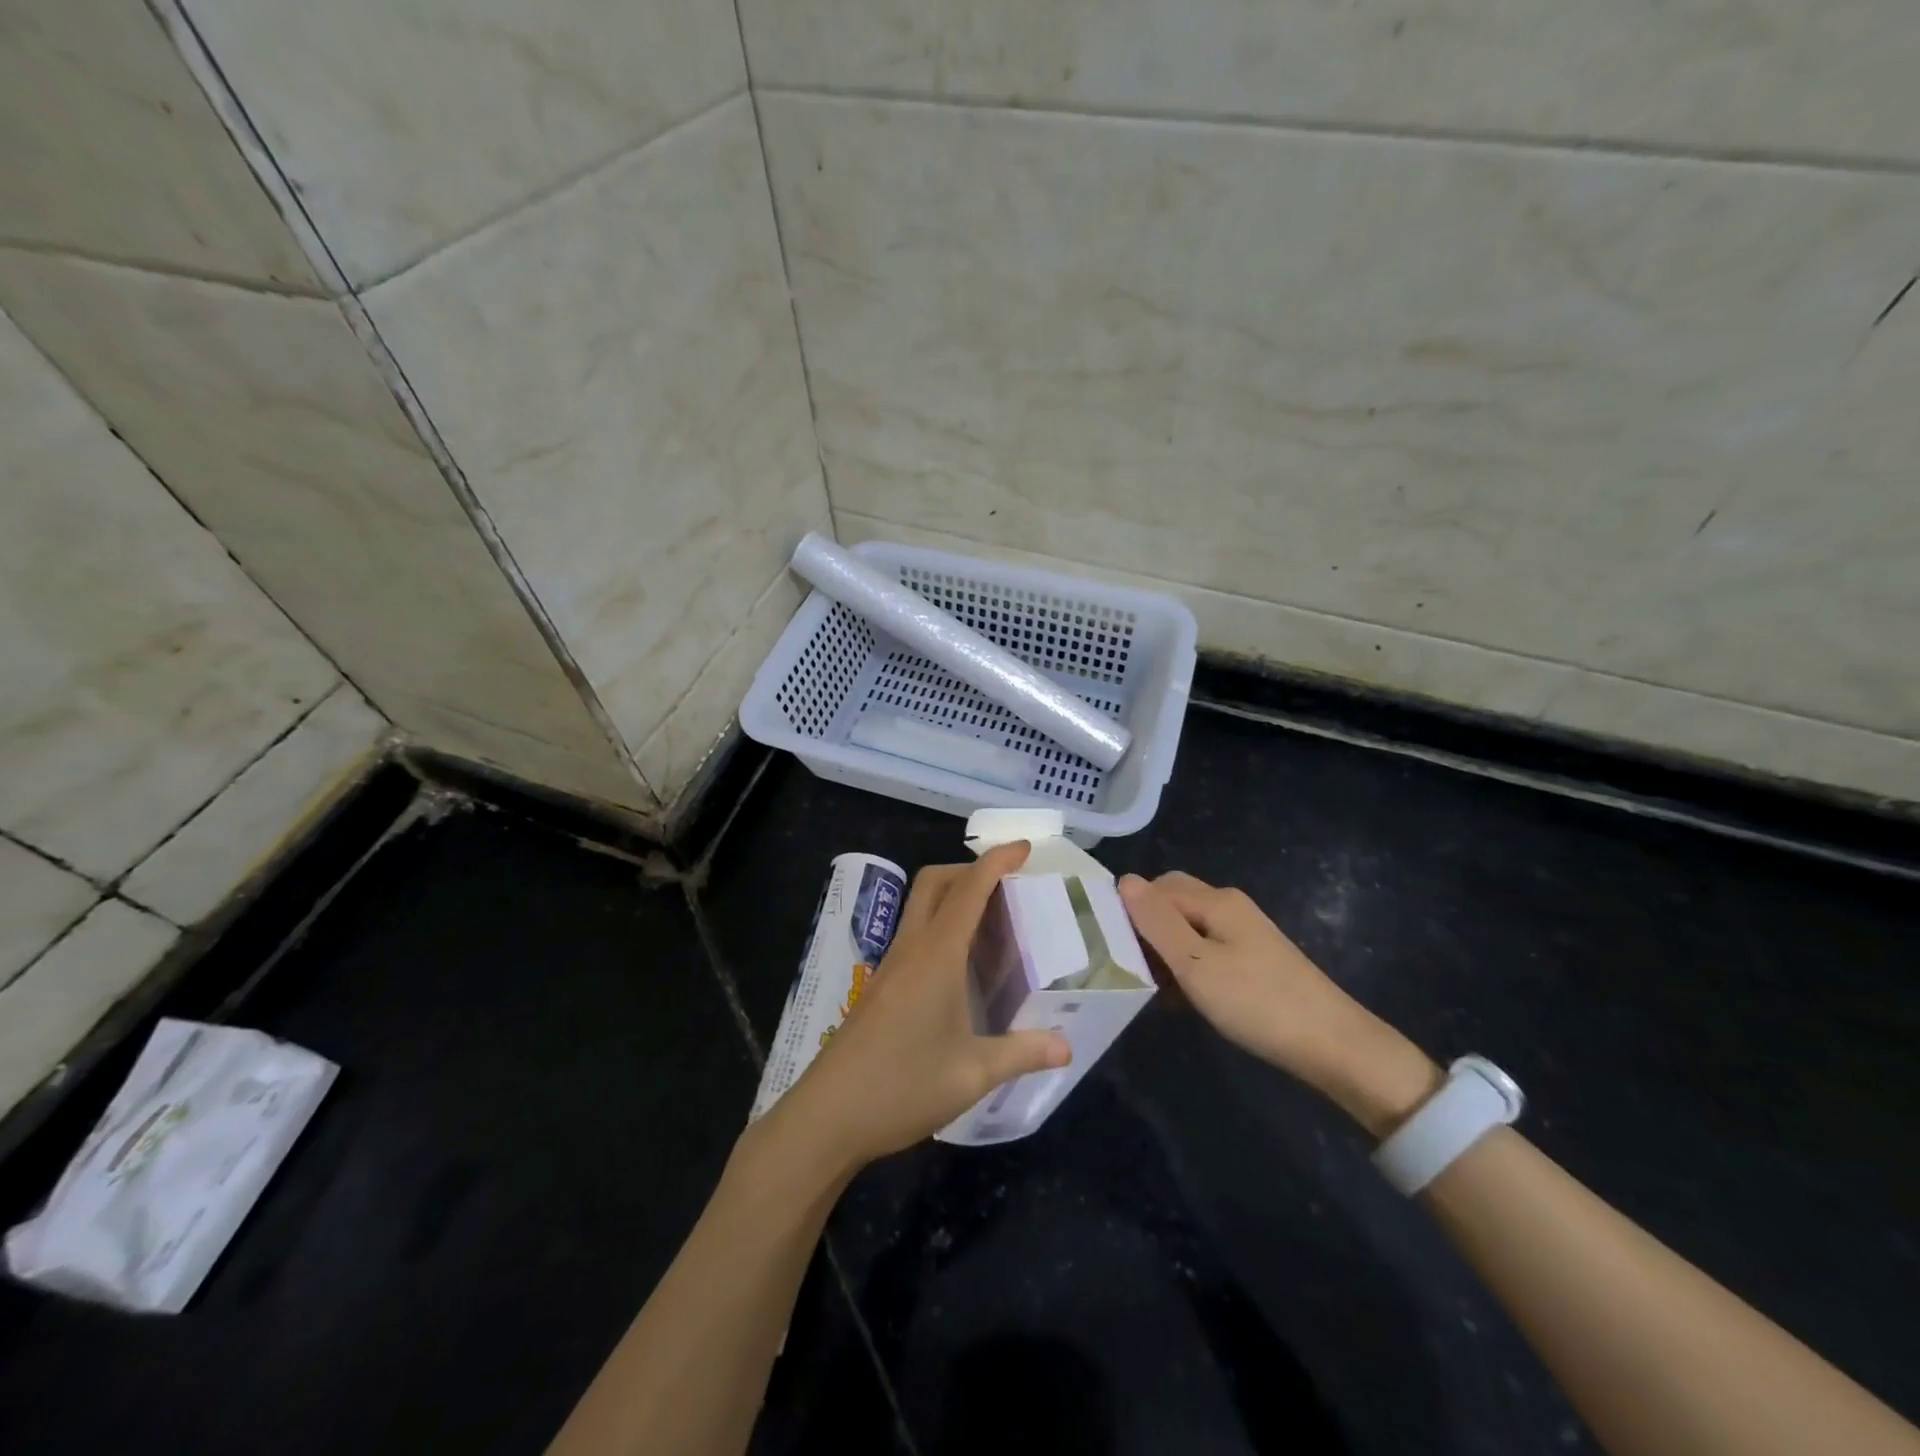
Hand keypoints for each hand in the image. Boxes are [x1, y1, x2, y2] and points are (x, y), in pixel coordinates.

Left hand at [761, 842, 1071, 1172]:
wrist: (827, 1115)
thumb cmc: (902, 1087)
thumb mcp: (972, 1074)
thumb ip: (1021, 1053)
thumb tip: (1066, 1048)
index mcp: (937, 955)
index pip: (969, 889)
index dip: (997, 861)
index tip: (1024, 847)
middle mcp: (911, 948)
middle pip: (935, 882)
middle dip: (970, 869)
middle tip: (1007, 886)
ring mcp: (890, 965)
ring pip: (920, 905)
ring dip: (952, 895)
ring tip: (991, 921)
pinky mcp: (880, 985)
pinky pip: (913, 933)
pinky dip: (940, 924)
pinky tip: (960, 965)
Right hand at [1118, 872, 1439, 1135]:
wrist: (1333, 1046)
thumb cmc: (1257, 1003)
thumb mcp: (1196, 964)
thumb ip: (1156, 922)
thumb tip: (1124, 880)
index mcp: (1215, 900)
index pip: (1154, 888)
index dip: (1128, 912)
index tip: (1108, 948)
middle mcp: (1229, 906)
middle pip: (1171, 902)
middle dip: (1145, 927)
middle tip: (1126, 965)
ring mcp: (1244, 932)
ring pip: (1186, 927)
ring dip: (1164, 950)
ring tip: (1149, 986)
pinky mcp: (1252, 958)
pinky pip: (1205, 948)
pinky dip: (1186, 965)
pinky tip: (1179, 996)